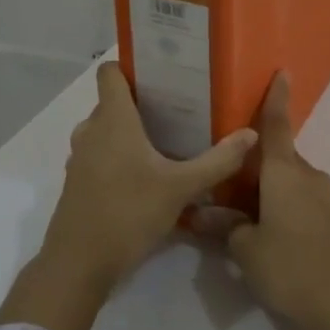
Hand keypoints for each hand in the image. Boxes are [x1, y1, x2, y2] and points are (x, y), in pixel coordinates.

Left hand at [42, 62, 257, 296]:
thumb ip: (218, 161)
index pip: (110, 72)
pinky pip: (101, 153)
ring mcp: (81, 158)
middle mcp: (91, 131)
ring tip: (168, 137)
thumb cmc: (128, 213)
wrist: (78, 265)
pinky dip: (121, 154)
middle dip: (143, 100)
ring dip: (132, 130)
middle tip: (181, 105)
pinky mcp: (79, 182)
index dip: (132, 65)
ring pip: (107, 129)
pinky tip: (148, 173)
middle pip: (113, 101)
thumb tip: (251, 134)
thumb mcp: (181, 188)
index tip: (163, 70)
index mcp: (112, 119)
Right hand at [200, 73, 329, 329]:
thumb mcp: (246, 248)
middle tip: (220, 171)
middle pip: (276, 156)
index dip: (277, 98)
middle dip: (251, 161)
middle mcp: (306, 176)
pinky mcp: (326, 219)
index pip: (277, 126)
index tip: (282, 72)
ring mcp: (320, 197)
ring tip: (232, 204)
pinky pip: (295, 198)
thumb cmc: (290, 265)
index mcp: (285, 172)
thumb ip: (224, 226)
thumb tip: (199, 214)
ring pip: (285, 179)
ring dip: (262, 186)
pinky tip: (258, 225)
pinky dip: (275, 202)